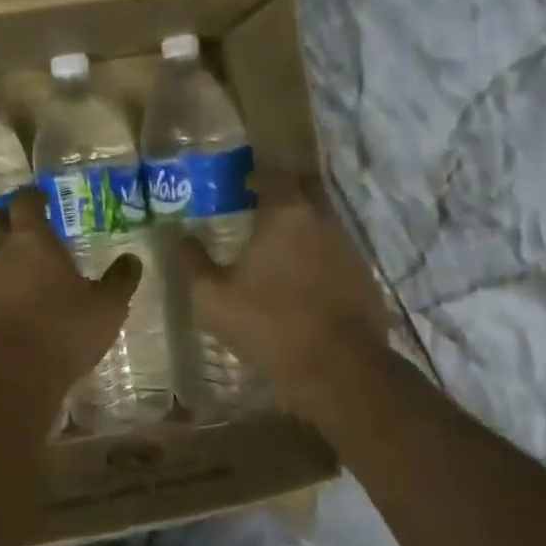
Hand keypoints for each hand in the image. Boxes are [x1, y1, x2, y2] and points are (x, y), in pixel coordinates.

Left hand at [0, 188, 141, 397]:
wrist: (8, 377)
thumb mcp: (106, 307)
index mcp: (31, 240)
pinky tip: (17, 304)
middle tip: (28, 224)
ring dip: (3, 257)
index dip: (33, 197)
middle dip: (9, 219)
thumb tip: (132, 260)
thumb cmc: (62, 330)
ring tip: (27, 268)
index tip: (43, 197)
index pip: (25, 203)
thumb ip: (120, 281)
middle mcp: (0, 254)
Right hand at [177, 173, 390, 409]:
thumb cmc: (268, 324)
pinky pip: (336, 253)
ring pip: (324, 222)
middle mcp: (323, 220)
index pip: (275, 176)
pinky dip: (318, 256)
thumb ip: (193, 263)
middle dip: (286, 192)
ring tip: (278, 247)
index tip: (242, 186)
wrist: (337, 369)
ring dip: (303, 227)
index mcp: (286, 214)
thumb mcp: (212, 298)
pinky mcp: (364, 277)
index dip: (258, 177)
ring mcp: (349, 248)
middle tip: (261, 207)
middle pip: (307, 190)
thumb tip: (181, 238)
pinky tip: (303, 280)